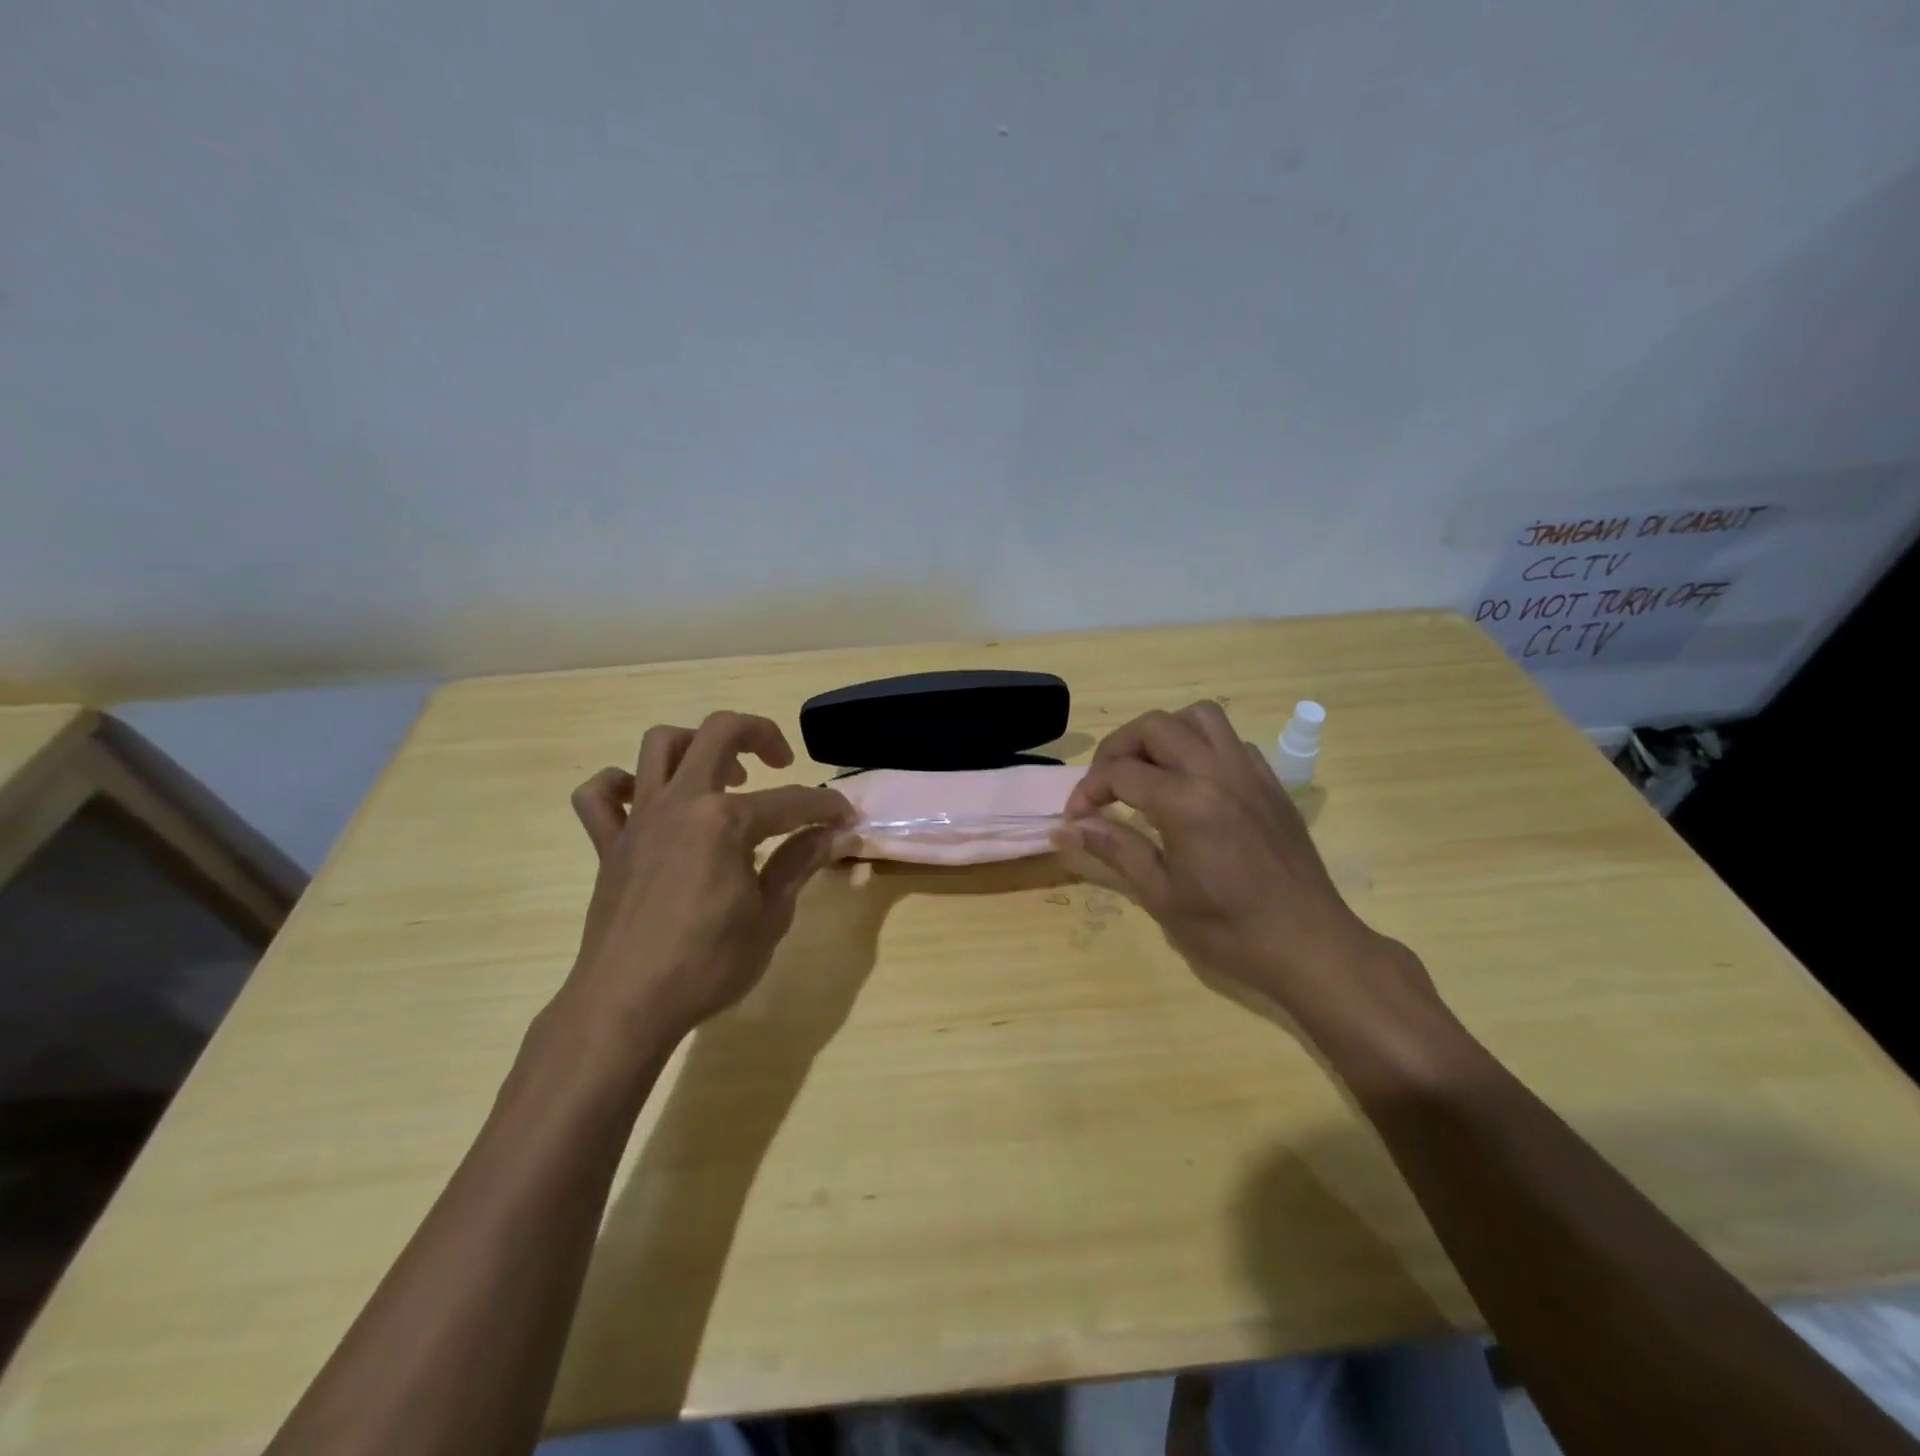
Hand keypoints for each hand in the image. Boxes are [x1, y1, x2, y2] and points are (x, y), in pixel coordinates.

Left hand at [563, 712, 853, 1042]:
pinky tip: (647, 800)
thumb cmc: (707, 964)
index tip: (846, 817)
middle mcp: (681, 802)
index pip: (791, 801)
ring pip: (659, 745)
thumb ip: (800, 863)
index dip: (826, 806)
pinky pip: (599, 796)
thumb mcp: (770, 915)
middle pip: (719, 733)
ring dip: (695, 744)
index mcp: (725, 820)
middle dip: (761, 735)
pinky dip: (620, 785)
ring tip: (721, 776)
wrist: (626, 1005)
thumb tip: (835, 833)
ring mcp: (639, 819)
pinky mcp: (609, 844)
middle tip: (781, 762)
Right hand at [1058, 701, 1443, 1046]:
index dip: (1087, 791)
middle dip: (1118, 748)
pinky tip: (1192, 784)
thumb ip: (1114, 848)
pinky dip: (1200, 746)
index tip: (1075, 817)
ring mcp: (1249, 772)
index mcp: (1187, 803)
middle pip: (1154, 727)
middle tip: (1105, 785)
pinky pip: (1230, 741)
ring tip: (1148, 770)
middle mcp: (1218, 772)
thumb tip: (1067, 827)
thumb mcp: (1161, 895)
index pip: (1120, 773)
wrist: (1310, 945)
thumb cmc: (1230, 930)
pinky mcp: (1271, 782)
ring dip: (1163, 734)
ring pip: (1198, 717)